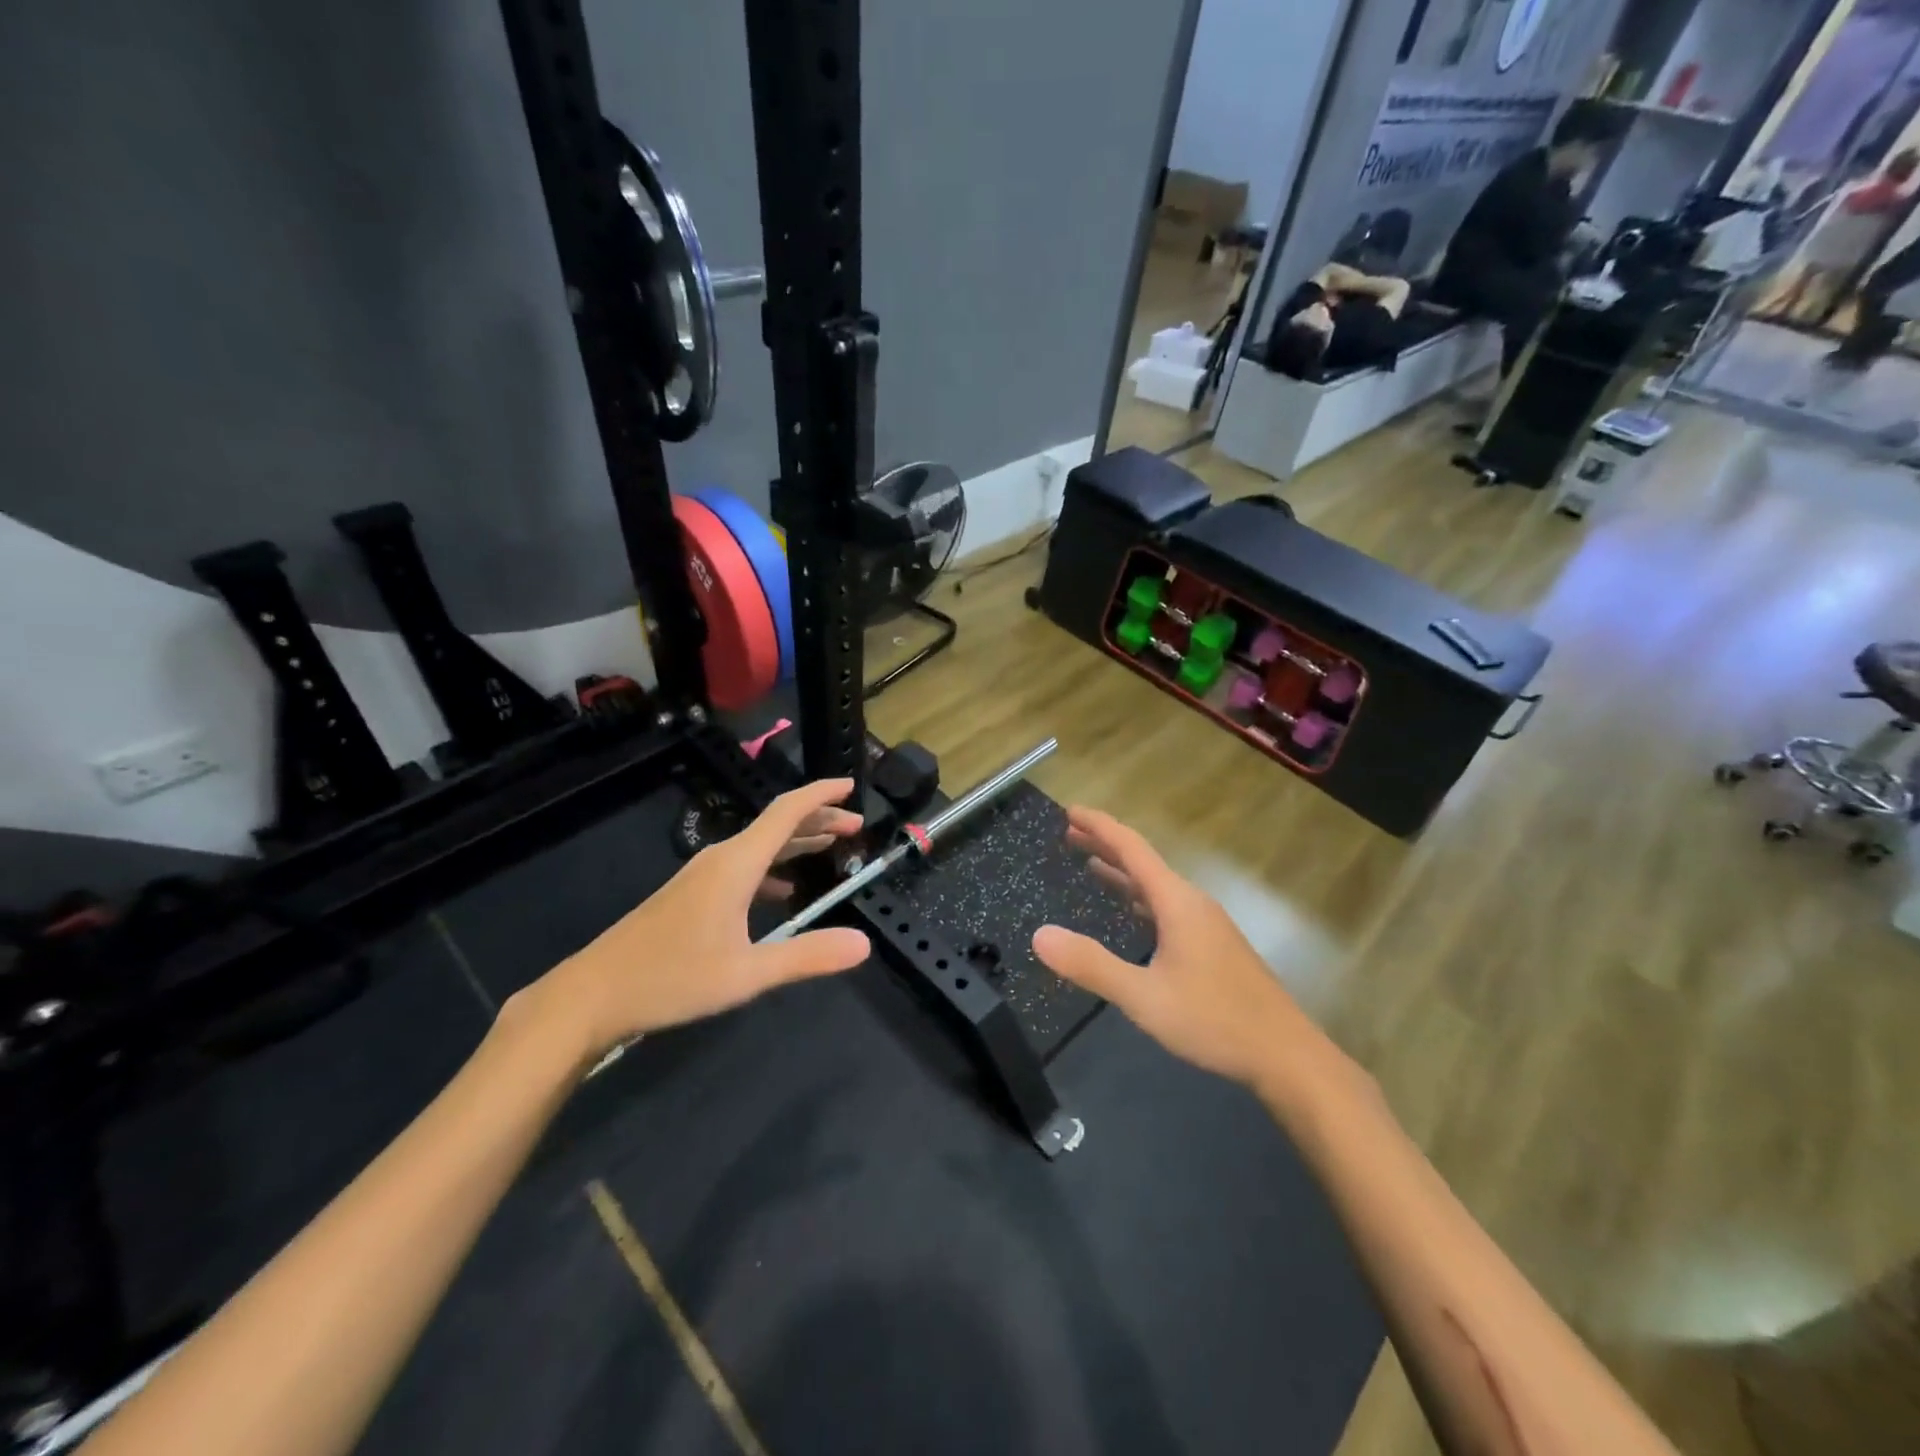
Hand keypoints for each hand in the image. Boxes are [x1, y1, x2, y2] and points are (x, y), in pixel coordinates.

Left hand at [530, 779, 871, 1057]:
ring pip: (759, 846)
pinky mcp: (691, 895)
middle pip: (776, 825)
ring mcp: (702, 876)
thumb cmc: (671, 979)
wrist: (591, 995)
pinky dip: (773, 867)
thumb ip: (807, 956)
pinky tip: (784, 891)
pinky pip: (743, 866)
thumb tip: (864, 944)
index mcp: (736, 864)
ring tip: (831, 846)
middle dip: (818, 819)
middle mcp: (721, 859)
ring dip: (797, 842)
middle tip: (855, 825)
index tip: (850, 786)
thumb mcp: (747, 973)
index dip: (820, 795)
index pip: (786, 812)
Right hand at [1031, 807, 1314, 1089]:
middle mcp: (1192, 903)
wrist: (1286, 1055)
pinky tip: (1132, 913)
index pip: (1132, 848)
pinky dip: (1139, 897)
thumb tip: (1039, 935)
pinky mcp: (1213, 946)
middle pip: (1144, 861)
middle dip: (1106, 844)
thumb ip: (1091, 965)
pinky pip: (1166, 906)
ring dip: (1122, 871)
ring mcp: (1207, 924)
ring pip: (1156, 885)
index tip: (1069, 810)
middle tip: (1069, 832)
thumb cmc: (1214, 1020)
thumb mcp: (1143, 997)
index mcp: (1176, 902)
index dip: (1099, 826)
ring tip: (1090, 864)